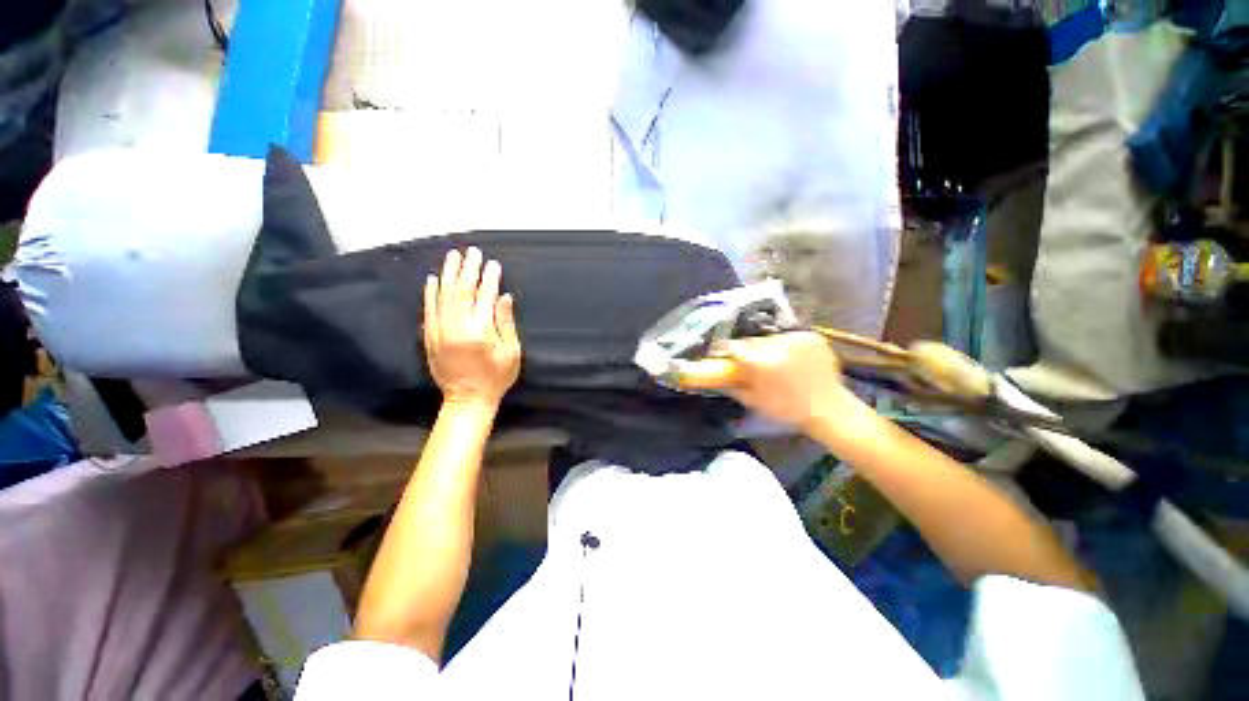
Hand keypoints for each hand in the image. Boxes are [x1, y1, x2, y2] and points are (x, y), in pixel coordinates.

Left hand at [423, 247, 521, 407]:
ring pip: (443, 295)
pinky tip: (432, 279)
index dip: (490, 279)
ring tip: (453, 256)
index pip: (485, 296)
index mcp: (480, 331)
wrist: (467, 399)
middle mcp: (456, 326)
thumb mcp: (511, 352)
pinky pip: (428, 309)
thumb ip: (505, 322)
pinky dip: (430, 293)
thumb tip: (503, 297)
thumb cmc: (496, 377)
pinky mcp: (429, 336)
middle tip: (472, 251)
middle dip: (468, 269)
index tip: (493, 264)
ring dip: (448, 274)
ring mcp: (439, 330)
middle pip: (461, 290)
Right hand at [682, 332, 855, 429]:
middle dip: (749, 351)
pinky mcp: (811, 336)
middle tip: (753, 364)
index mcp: (760, 363)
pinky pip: (789, 337)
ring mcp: (796, 339)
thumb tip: (714, 377)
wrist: (829, 408)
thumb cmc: (787, 409)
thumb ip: (731, 386)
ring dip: (768, 348)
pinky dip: (787, 346)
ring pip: (770, 338)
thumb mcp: (754, 401)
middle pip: (751, 341)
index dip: (724, 350)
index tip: (722, 355)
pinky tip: (792, 360)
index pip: (732, 347)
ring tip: (776, 364)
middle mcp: (776, 346)